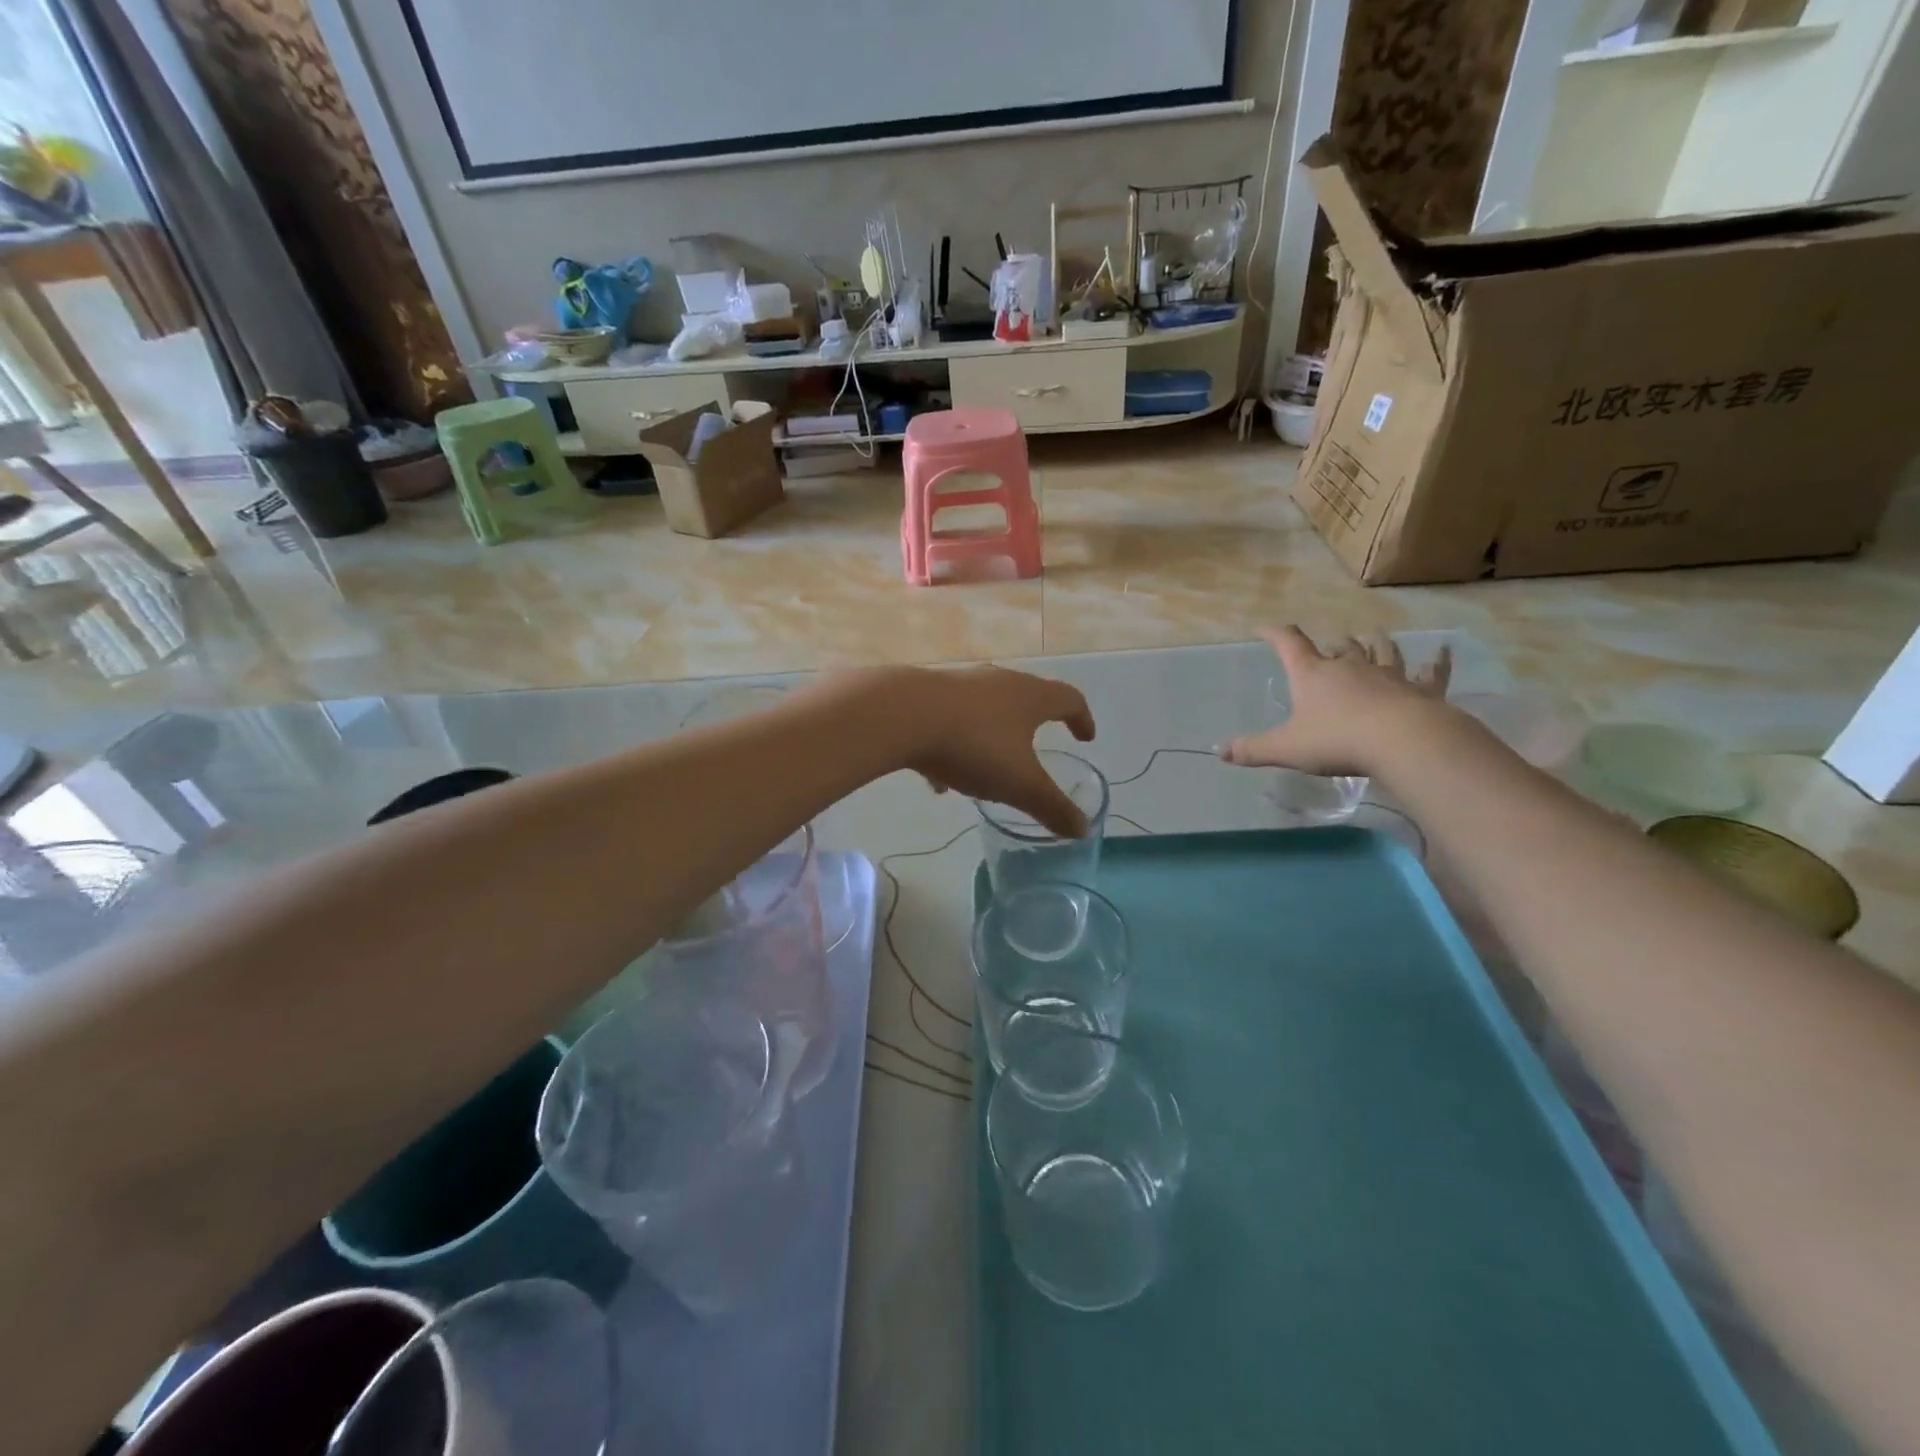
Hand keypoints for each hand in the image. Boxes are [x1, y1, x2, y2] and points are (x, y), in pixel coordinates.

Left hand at [892, 666, 1096, 835]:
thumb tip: (1083, 829)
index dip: (1081, 718)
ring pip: (985, 710)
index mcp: (1030, 697)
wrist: (902, 715)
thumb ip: (1052, 807)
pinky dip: (953, 747)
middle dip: (1035, 724)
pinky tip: (939, 779)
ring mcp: (961, 685)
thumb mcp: (1020, 785)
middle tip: (1039, 747)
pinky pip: (949, 722)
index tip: (1085, 737)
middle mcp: (999, 682)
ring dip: (992, 737)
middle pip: (1027, 698)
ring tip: (987, 771)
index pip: (1069, 699)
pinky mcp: (927, 695)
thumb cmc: (974, 745)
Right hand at [1221, 627, 1451, 777]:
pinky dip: (1436, 661)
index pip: (1289, 644)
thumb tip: (1219, 752)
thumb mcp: (1286, 749)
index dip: (1275, 634)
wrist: (1403, 741)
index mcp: (1313, 675)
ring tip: (1374, 637)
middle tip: (1331, 645)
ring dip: (1376, 643)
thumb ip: (1253, 750)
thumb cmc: (1337, 740)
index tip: (1264, 629)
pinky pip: (1431, 671)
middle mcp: (1350, 667)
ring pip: (1382, 651)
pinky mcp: (1421, 690)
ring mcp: (1388, 675)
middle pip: (1340, 646)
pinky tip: (1442, 651)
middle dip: (1333, 644)